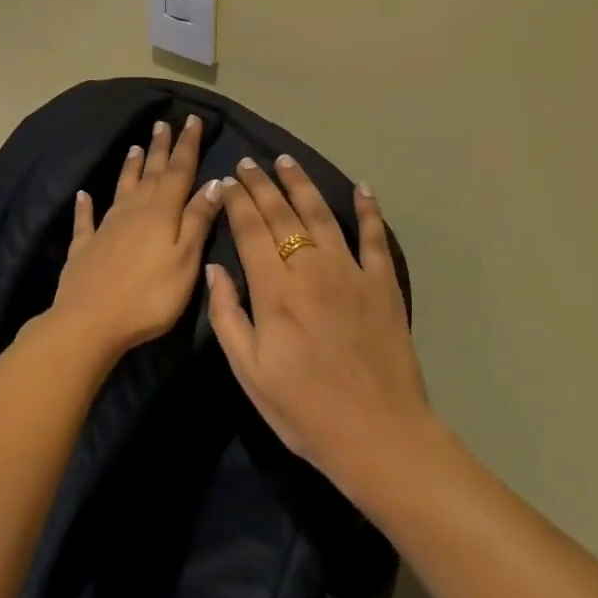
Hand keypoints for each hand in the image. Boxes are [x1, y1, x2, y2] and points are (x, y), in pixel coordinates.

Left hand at [43, 115, 223, 358]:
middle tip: (163, 123)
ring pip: (122, 189)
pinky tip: (83, 195)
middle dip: (160, 148)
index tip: (192, 119)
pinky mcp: (84, 247)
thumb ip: (198, 220)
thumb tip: (214, 183)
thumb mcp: (185, 260)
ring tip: (136, 147)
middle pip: (151, 174)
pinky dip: (85, 205)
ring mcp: (105, 227)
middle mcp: (133, 211)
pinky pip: (86, 219)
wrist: (89, 322)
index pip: (179, 171)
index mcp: (161, 213)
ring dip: (130, 167)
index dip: (187, 145)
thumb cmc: (149, 296)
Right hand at [205, 157, 431, 495]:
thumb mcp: (249, 372)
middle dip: (262, 185)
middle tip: (249, 163)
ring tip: (286, 162)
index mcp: (274, 290)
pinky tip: (361, 188)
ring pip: (322, 215)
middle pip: (282, 214)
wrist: (378, 434)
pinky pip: (375, 237)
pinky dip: (368, 210)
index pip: (250, 230)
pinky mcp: (383, 284)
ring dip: (302, 184)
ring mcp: (351, 272)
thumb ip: (227, 315)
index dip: (237, 202)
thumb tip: (215, 268)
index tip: (228, 181)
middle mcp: (311, 269)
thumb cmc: (304, 410)